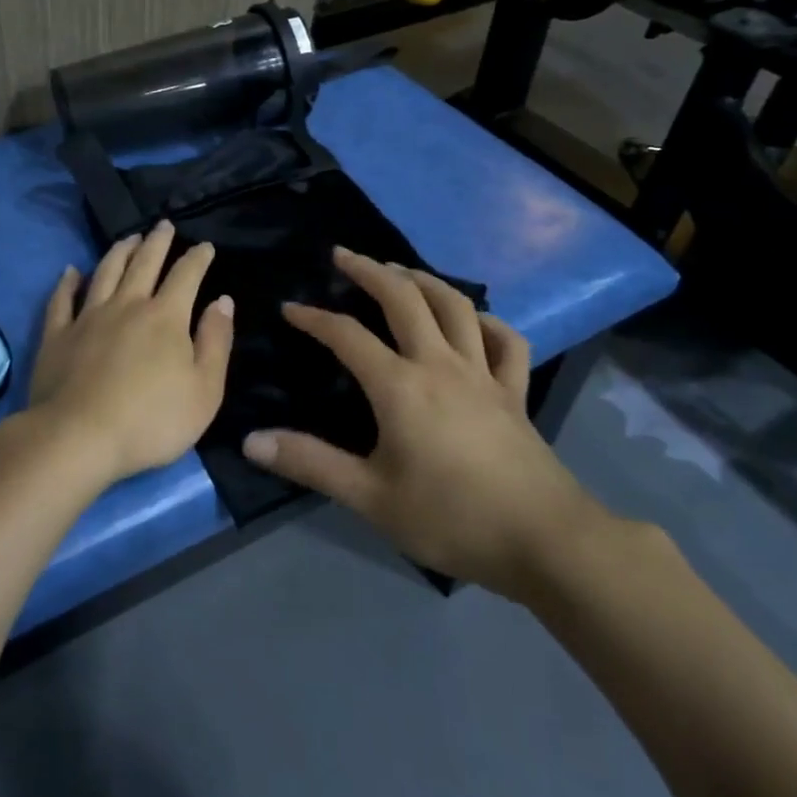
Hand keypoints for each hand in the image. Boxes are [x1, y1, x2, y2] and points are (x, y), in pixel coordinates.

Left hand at [25, 221, 233, 484]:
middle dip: (158, 242)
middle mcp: (127, 305)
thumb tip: (222, 301)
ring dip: (119, 251)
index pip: (186, 275)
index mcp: (166, 317)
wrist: (78, 438)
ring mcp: (88, 317)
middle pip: (144, 264)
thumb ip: (216, 342)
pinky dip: (68, 282)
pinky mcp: (57, 335)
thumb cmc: (151, 420)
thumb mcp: (204, 390)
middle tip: (164, 225)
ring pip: (106, 272)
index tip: (205, 246)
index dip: (198, 258)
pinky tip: (71, 271)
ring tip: (129, 238)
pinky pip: (62, 300)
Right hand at [241, 247, 601, 600]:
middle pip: (404, 299)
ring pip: (455, 307)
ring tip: (400, 269)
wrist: (545, 541)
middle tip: (344, 254)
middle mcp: (440, 364)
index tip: (290, 307)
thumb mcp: (370, 498)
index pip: (347, 336)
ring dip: (424, 280)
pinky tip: (474, 320)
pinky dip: (487, 321)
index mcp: (400, 386)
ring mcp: (483, 374)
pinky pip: (505, 342)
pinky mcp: (514, 392)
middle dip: (370, 271)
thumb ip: (311, 463)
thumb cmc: (451, 518)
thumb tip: (251, 440)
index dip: (314, 317)